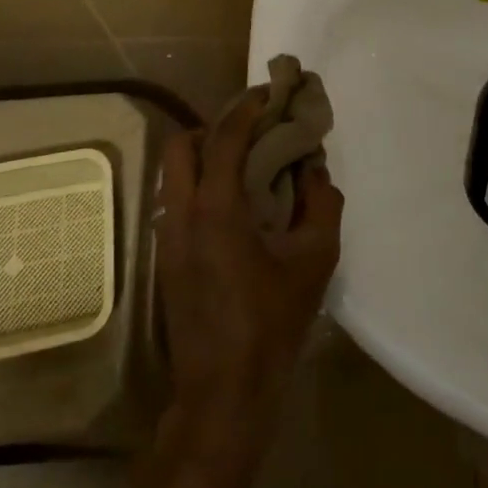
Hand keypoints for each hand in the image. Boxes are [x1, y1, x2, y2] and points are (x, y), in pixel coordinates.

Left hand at [154, 91, 342, 455]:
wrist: (223, 394)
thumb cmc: (272, 324)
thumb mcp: (314, 261)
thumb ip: (322, 204)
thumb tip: (315, 169)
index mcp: (216, 209)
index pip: (225, 137)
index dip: (247, 107)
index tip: (269, 93)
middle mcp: (181, 214)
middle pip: (182, 144)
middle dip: (214, 125)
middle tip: (252, 129)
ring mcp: (167, 237)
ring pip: (173, 172)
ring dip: (203, 153)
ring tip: (244, 161)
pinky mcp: (165, 258)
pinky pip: (175, 198)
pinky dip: (198, 181)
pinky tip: (232, 201)